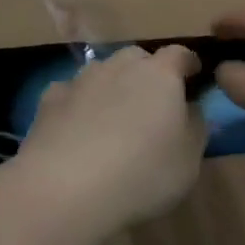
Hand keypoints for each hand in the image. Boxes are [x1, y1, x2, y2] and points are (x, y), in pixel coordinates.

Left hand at [15, 45, 205, 228]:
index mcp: (160, 75)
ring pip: (102, 72)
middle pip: (138, 58)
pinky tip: (77, 130)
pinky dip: (78, 104)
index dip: (188, 64)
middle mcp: (120, 66)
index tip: (194, 79)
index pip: (180, 54)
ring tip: (112, 119)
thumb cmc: (142, 174)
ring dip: (111, 87)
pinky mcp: (49, 100)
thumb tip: (190, 108)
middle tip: (152, 104)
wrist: (64, 189)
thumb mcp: (189, 160)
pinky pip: (71, 93)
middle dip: (147, 73)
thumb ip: (195, 127)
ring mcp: (81, 80)